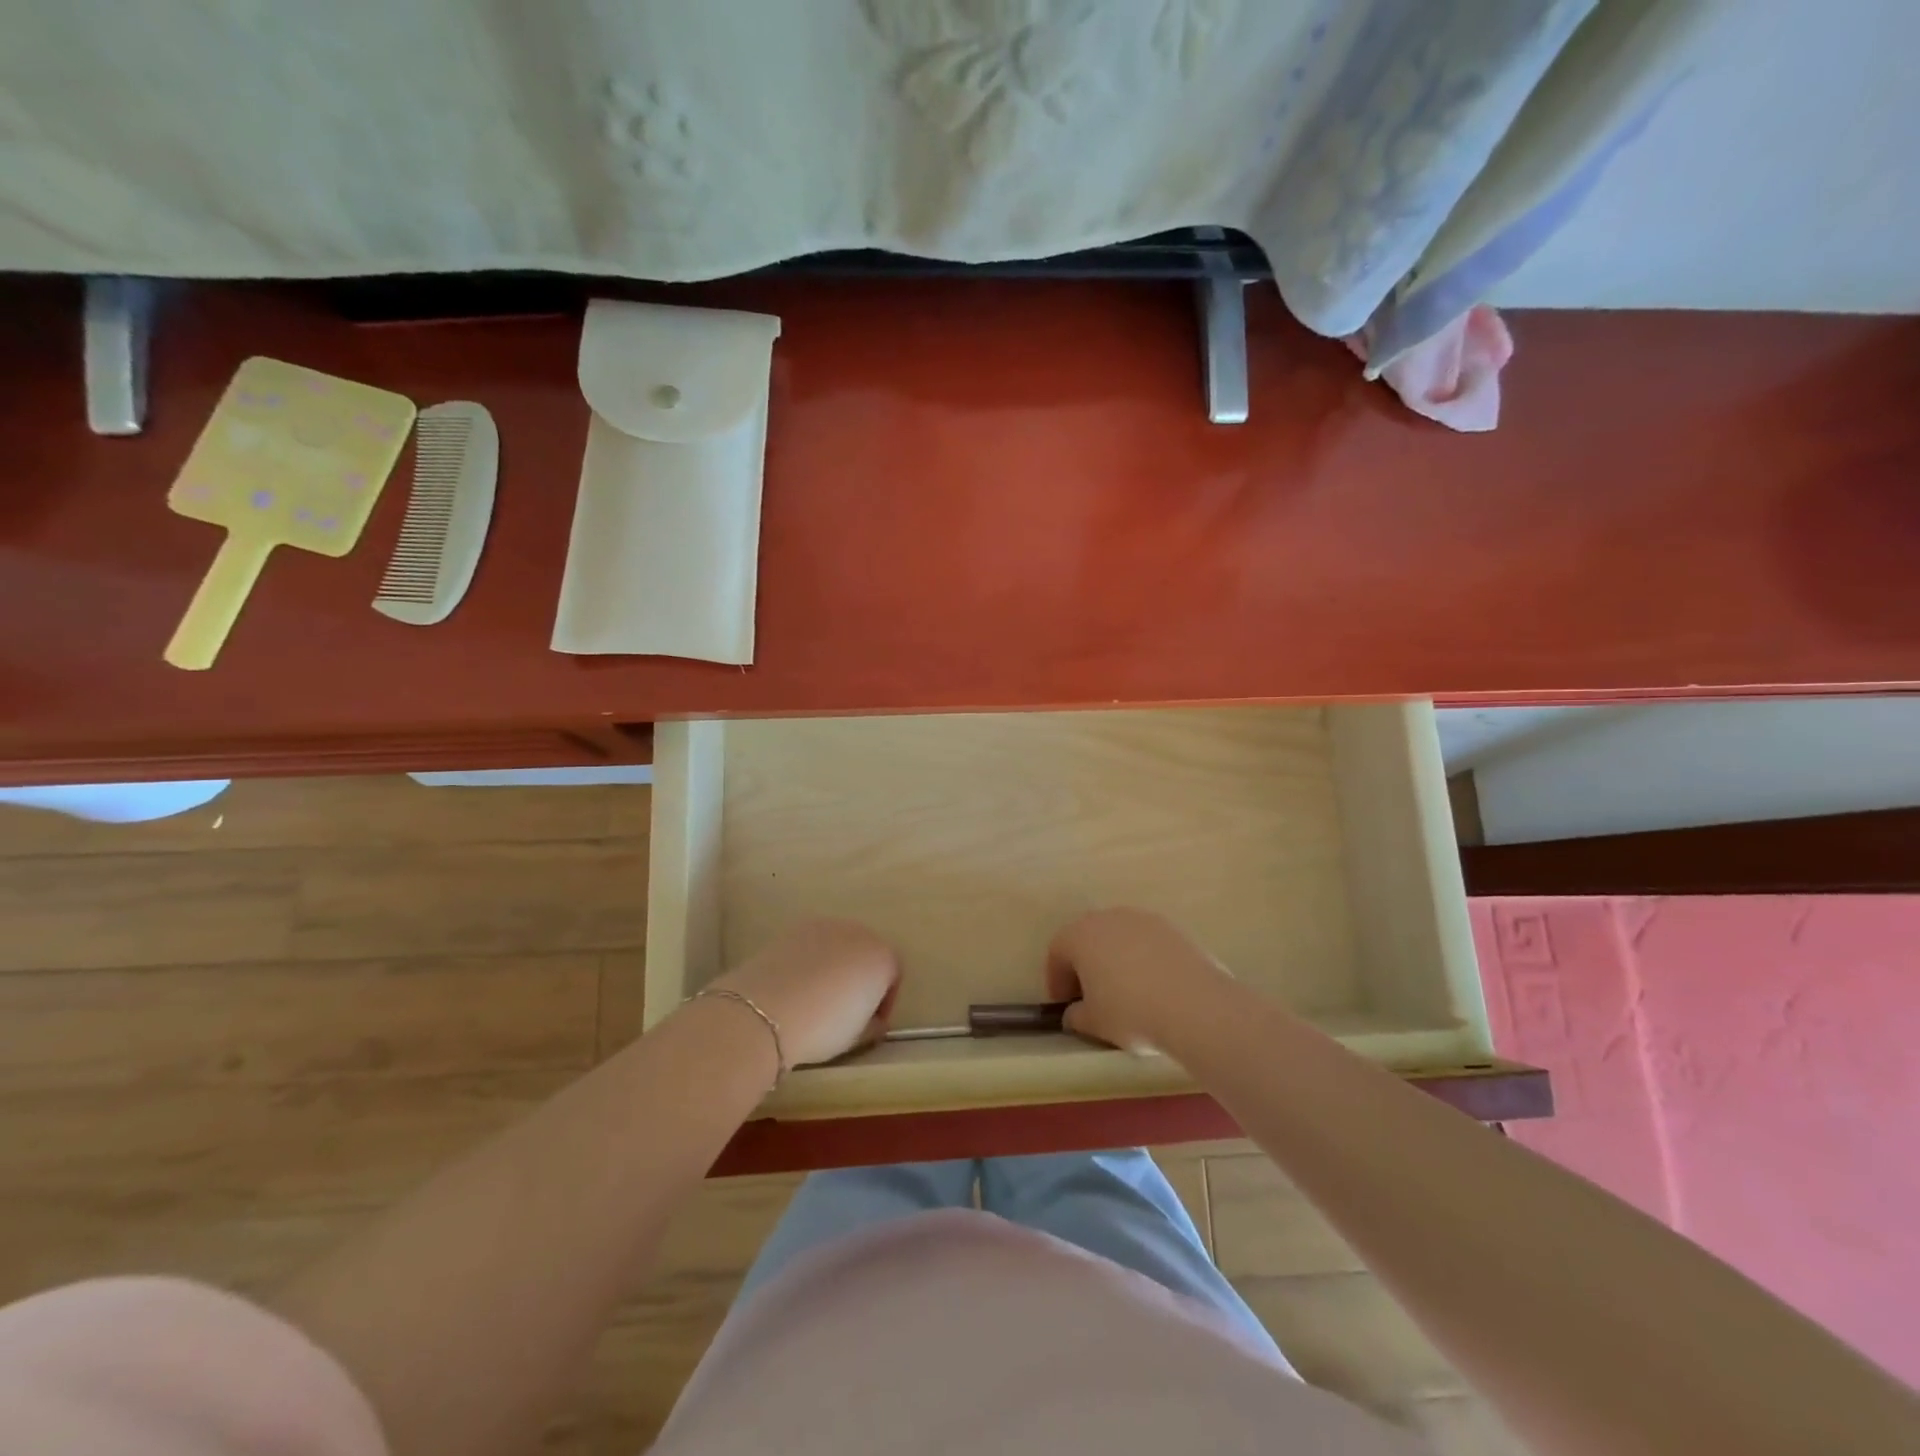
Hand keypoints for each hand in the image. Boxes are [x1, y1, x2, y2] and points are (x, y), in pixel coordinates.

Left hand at [711, 919, 900, 1067]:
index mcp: (882, 956)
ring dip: (835, 966)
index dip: (885, 1001)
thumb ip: (874, 1023)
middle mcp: (858, 932)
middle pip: (867, 953)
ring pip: (839, 946)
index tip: (872, 1023)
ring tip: (817, 997)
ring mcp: (824, 926)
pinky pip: (812, 945)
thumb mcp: (859, 1036)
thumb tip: (874, 1021)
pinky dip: (810, 960)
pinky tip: (796, 986)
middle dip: (861, 977)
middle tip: (846, 1009)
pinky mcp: (794, 929)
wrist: (766, 1010)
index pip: (894, 974)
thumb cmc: (824, 1026)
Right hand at [1046, 908, 1229, 1052]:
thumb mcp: (1094, 1023)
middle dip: (1085, 965)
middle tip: (1091, 996)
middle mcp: (1108, 917)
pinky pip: (1146, 942)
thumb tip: (1075, 1013)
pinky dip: (1143, 959)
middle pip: (1087, 938)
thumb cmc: (1131, 1011)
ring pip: (1118, 937)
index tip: (1065, 1004)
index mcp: (1080, 935)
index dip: (1056, 978)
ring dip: (1115, 959)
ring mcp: (1143, 919)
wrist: (1194, 1005)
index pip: (1057, 951)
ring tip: (1125, 991)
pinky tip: (1153, 986)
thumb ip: (1076, 1016)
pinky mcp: (1172, 928)